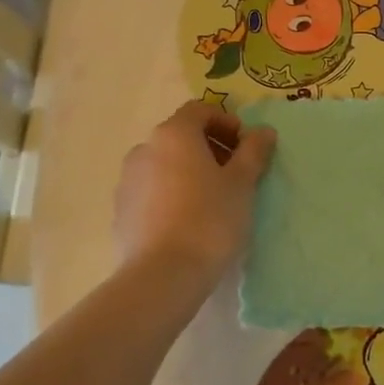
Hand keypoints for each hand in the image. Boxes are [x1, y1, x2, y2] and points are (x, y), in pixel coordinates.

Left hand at [112, 101, 275, 281]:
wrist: (163, 274)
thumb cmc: (210, 218)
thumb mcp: (243, 182)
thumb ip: (254, 151)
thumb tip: (262, 131)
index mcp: (174, 134)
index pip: (200, 110)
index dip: (227, 122)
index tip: (245, 147)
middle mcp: (145, 148)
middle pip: (182, 136)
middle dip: (210, 147)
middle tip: (235, 173)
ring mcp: (128, 180)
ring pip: (165, 163)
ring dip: (190, 171)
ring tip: (213, 199)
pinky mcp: (121, 210)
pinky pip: (152, 190)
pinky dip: (172, 193)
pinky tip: (189, 220)